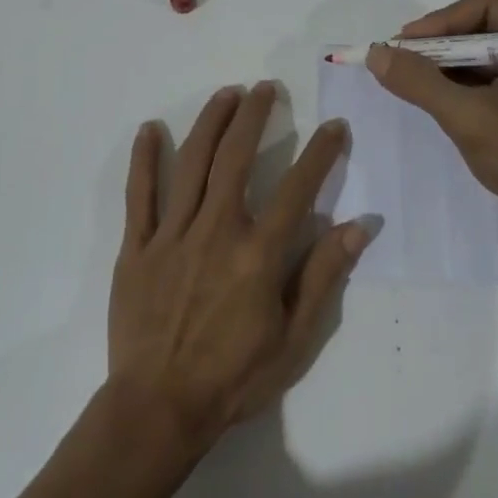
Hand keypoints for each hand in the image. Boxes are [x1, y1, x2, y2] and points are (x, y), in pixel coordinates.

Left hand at [107, 82, 371, 452]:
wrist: (159, 408)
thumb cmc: (234, 378)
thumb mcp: (294, 339)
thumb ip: (323, 276)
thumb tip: (360, 227)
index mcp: (258, 254)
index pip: (298, 188)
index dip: (321, 153)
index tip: (334, 126)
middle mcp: (216, 230)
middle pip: (236, 157)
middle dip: (254, 116)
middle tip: (266, 89)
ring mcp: (172, 235)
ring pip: (192, 164)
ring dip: (210, 123)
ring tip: (225, 94)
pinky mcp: (137, 247)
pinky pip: (140, 195)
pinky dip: (145, 159)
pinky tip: (151, 129)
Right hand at [366, 0, 497, 235]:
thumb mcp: (469, 119)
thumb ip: (420, 83)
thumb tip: (375, 53)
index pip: (488, 4)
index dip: (441, 21)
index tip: (403, 46)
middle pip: (486, 22)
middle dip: (442, 43)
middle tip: (401, 60)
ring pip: (487, 45)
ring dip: (449, 61)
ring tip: (412, 78)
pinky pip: (495, 67)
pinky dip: (464, 77)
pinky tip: (437, 92)